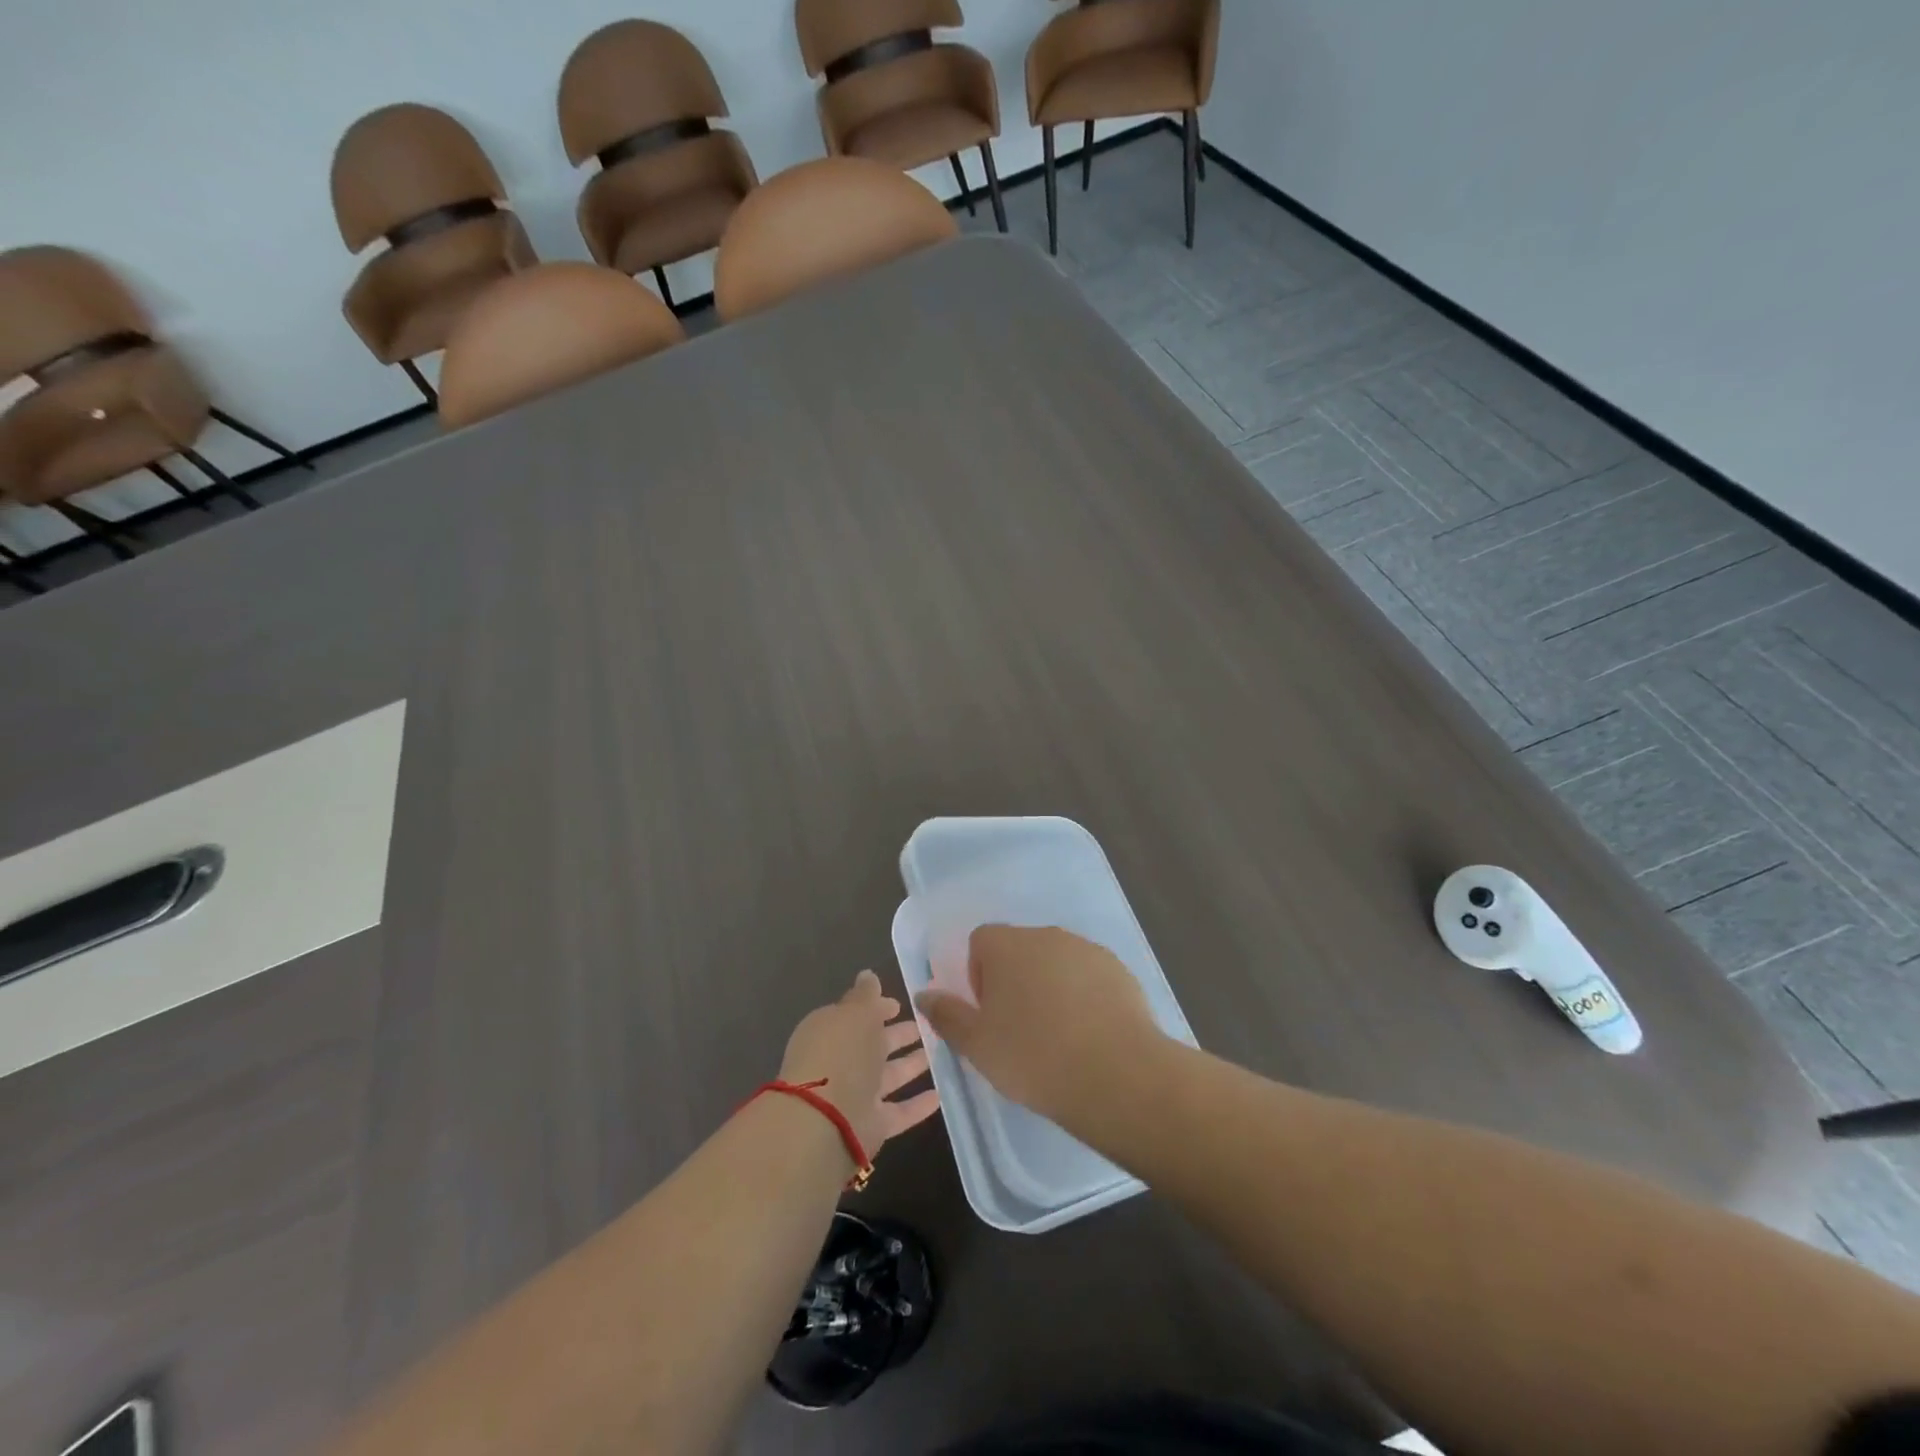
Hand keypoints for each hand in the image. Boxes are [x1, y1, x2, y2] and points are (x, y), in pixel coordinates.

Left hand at [779, 970, 939, 1160]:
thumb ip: (865, 995)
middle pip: (873, 1046)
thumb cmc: (840, 1053)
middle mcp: (840, 1063)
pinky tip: (939, 1095)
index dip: (877, 1008)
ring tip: (938, 1053)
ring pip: (887, 1077)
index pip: (856, 1015)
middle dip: (896, 1035)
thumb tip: (868, 975)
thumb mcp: (855, 1012)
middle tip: (925, 1025)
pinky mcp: (871, 1126)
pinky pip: (898, 1112)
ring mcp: (855, 1096)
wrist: (824, 1122)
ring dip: (910, 1065)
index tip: (900, 1004)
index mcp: (830, 1032)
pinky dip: (917, 1105)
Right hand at [914, 925, 1164, 1122]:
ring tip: (1058, 1036)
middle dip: (1015, 981)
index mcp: (1006, 945)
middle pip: (1020, 949)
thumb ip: (947, 1015)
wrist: (1116, 1074)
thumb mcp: (977, 1045)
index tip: (990, 1014)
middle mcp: (1046, 935)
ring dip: (1051, 987)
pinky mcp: (1119, 969)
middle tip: (1020, 1029)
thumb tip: (925, 994)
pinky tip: (1090, 1035)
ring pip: (1056, 962)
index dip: (979, 975)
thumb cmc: (1033, 1057)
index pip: (981, 941)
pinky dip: (1084, 996)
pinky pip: (1089, 976)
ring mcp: (1086, 949)